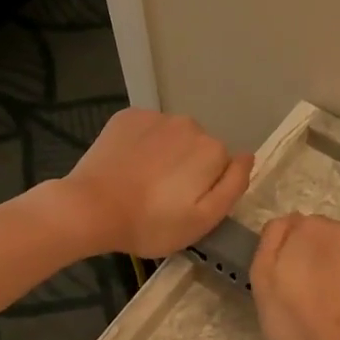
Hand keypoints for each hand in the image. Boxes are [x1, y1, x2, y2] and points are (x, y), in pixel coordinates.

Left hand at [56, 109, 253, 257]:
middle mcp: (189, 123)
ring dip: (165, 156)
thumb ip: (234, 186)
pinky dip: (142, 146)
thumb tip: (249, 156)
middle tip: (164, 200)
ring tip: (143, 184)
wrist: (91, 209)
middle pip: (199, 149)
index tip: (187, 207)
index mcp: (212, 150)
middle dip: (188, 169)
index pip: (223, 168)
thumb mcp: (204, 219)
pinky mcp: (127, 117)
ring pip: (173, 138)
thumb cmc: (152, 223)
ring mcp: (155, 117)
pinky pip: (146, 131)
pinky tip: (128, 168)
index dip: (208, 189)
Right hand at [251, 213, 339, 339]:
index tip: (292, 281)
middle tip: (317, 297)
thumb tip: (287, 223)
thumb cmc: (299, 322)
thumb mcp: (263, 282)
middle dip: (324, 260)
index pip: (298, 229)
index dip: (293, 255)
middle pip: (331, 240)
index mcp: (311, 229)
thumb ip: (272, 242)